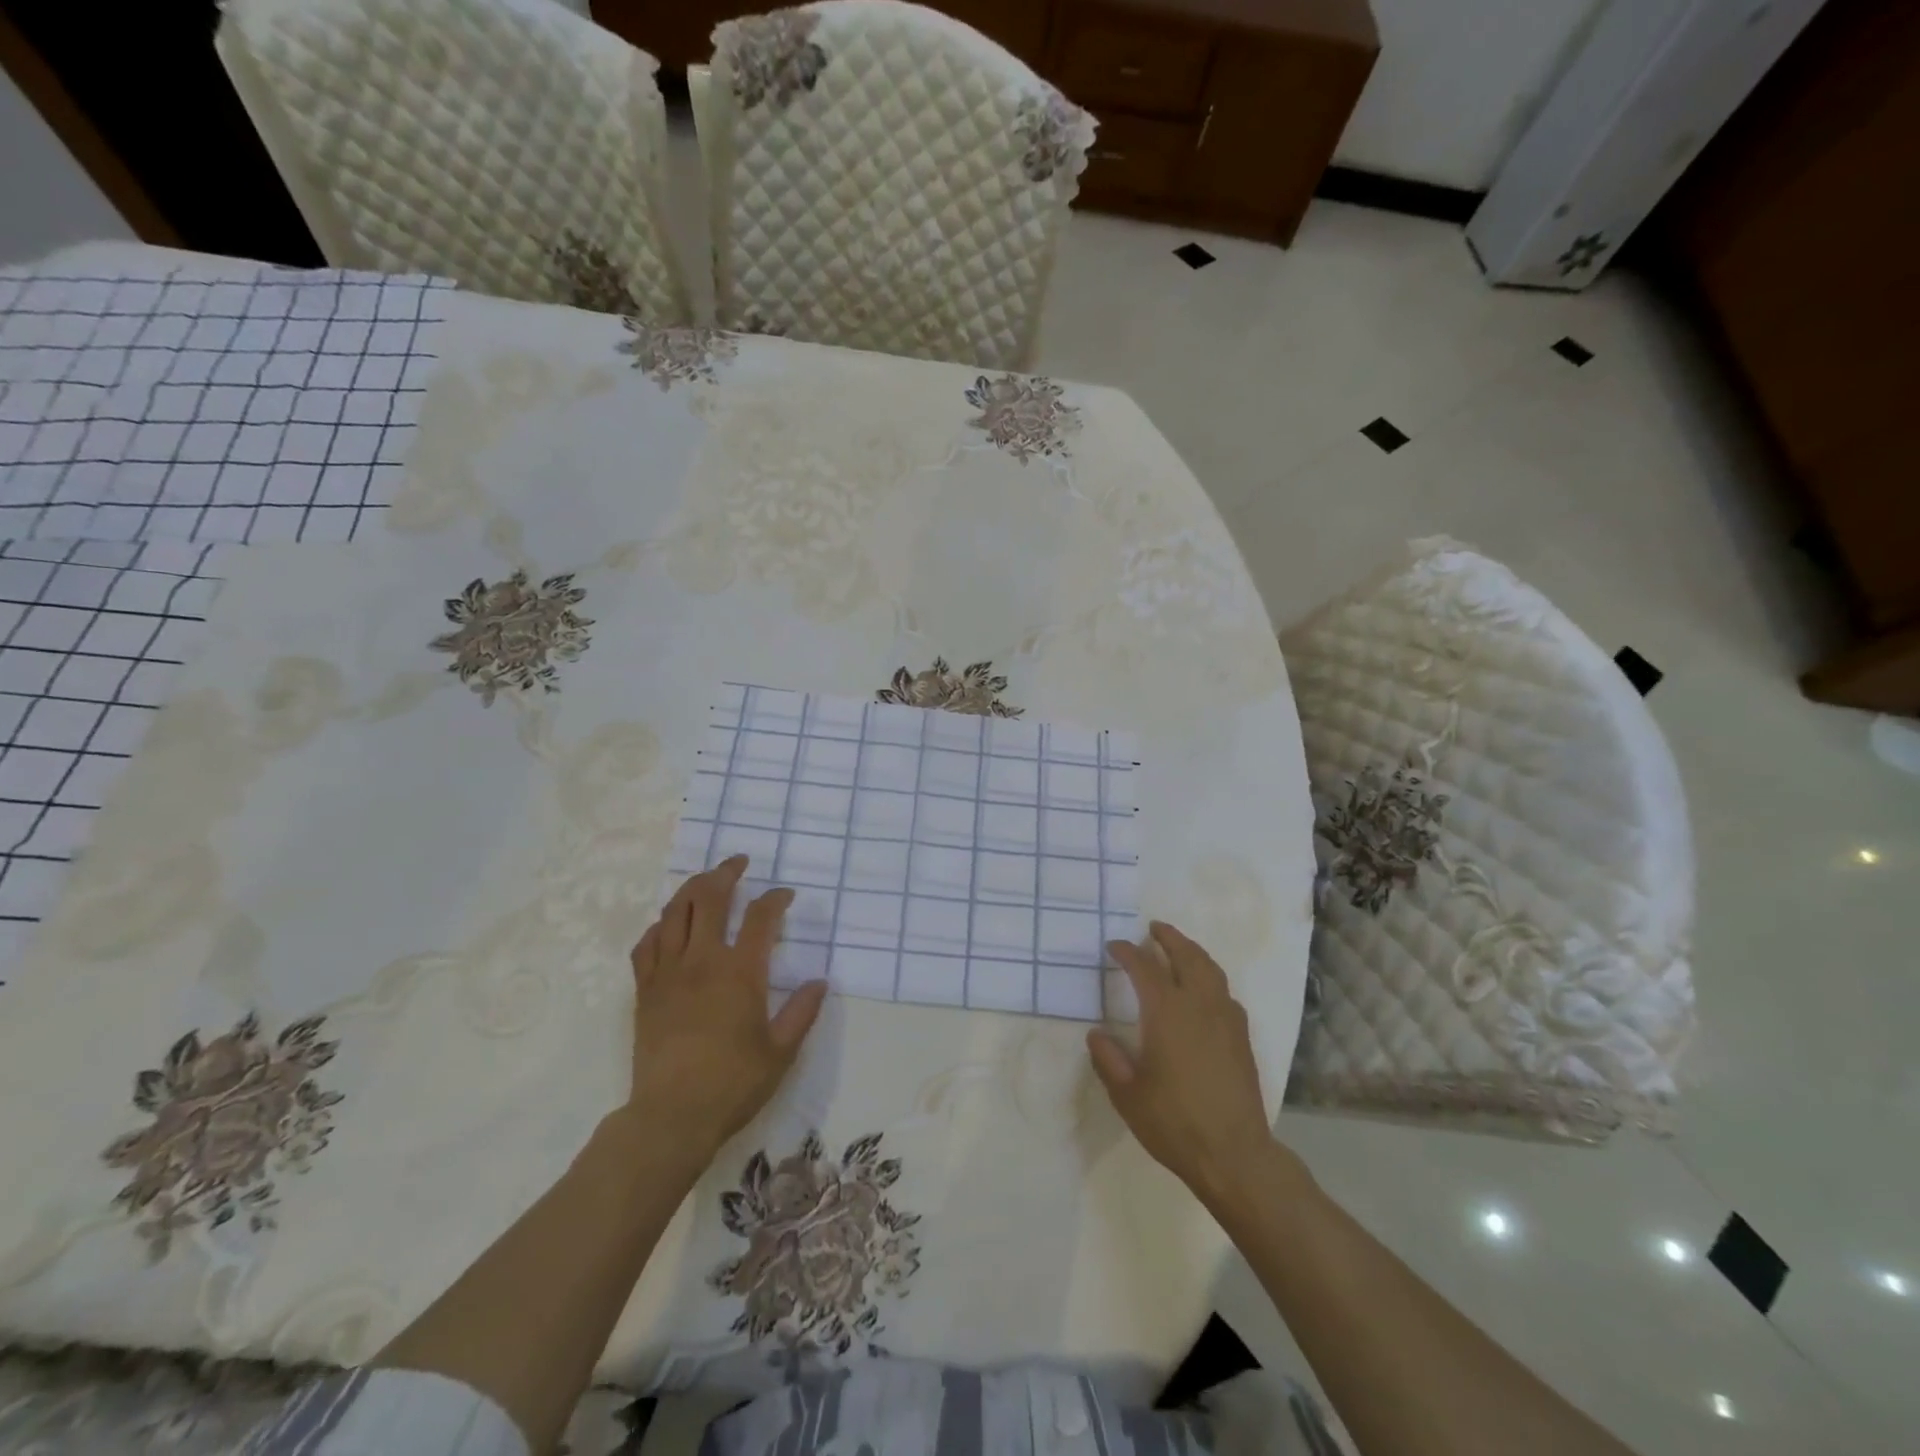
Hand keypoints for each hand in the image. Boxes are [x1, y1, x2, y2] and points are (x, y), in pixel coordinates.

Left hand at [623, 856, 826, 1166]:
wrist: (671, 1117)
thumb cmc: (733, 1084)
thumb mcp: (781, 1052)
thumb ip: (802, 1012)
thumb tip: (819, 982)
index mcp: (741, 972)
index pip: (760, 917)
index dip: (775, 898)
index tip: (785, 894)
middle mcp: (702, 961)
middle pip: (710, 898)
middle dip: (726, 873)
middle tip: (738, 863)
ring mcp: (668, 973)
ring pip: (675, 913)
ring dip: (692, 889)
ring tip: (705, 881)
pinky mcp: (645, 991)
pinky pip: (647, 944)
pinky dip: (660, 926)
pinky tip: (668, 925)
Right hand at [1088, 922, 1290, 1208]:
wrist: (1234, 1155)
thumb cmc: (1173, 1123)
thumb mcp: (1127, 1094)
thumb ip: (1109, 1059)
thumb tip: (1097, 1033)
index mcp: (1167, 1013)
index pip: (1145, 968)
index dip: (1127, 952)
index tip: (1113, 946)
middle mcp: (1199, 1006)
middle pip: (1186, 956)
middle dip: (1168, 938)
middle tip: (1153, 928)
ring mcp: (1226, 1020)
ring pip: (1211, 970)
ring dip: (1193, 952)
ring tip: (1179, 948)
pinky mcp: (1242, 1038)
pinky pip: (1226, 993)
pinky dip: (1211, 978)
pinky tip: (1205, 990)